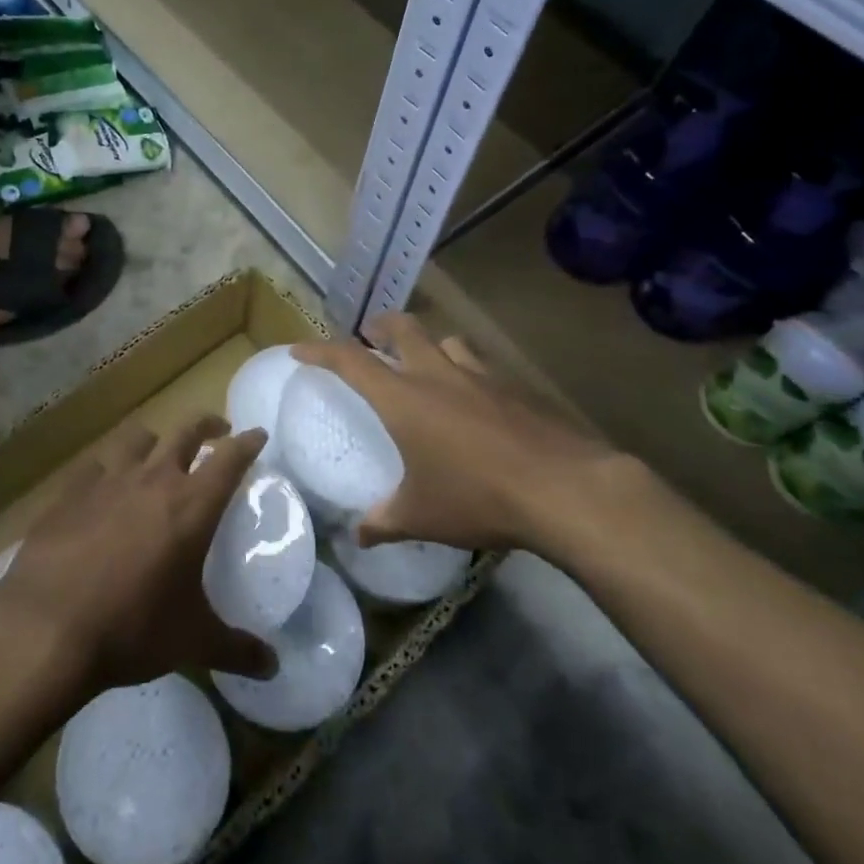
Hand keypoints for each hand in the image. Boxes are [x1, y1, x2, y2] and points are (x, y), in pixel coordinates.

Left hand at [0, 416, 277, 692]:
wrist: (47, 626)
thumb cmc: (131, 629)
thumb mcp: (192, 642)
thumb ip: (237, 649)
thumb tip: (273, 667)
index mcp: (191, 506)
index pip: (229, 459)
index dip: (247, 443)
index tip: (257, 433)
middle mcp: (153, 479)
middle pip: (186, 432)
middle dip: (206, 425)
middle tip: (217, 430)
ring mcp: (108, 480)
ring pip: (138, 439)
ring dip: (155, 440)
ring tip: (158, 451)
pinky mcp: (71, 491)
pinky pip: (95, 464)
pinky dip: (107, 467)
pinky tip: (103, 482)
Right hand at [292, 314, 635, 562]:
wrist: (563, 488)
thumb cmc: (477, 496)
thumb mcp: (421, 516)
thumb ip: (383, 523)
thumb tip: (357, 537)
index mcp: (403, 397)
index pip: (350, 360)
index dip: (320, 350)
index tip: (299, 350)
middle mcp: (437, 374)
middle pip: (402, 327)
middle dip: (380, 326)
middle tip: (370, 337)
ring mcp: (480, 376)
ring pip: (446, 340)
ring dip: (428, 345)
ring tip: (424, 364)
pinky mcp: (515, 388)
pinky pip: (481, 366)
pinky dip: (467, 371)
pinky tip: (476, 401)